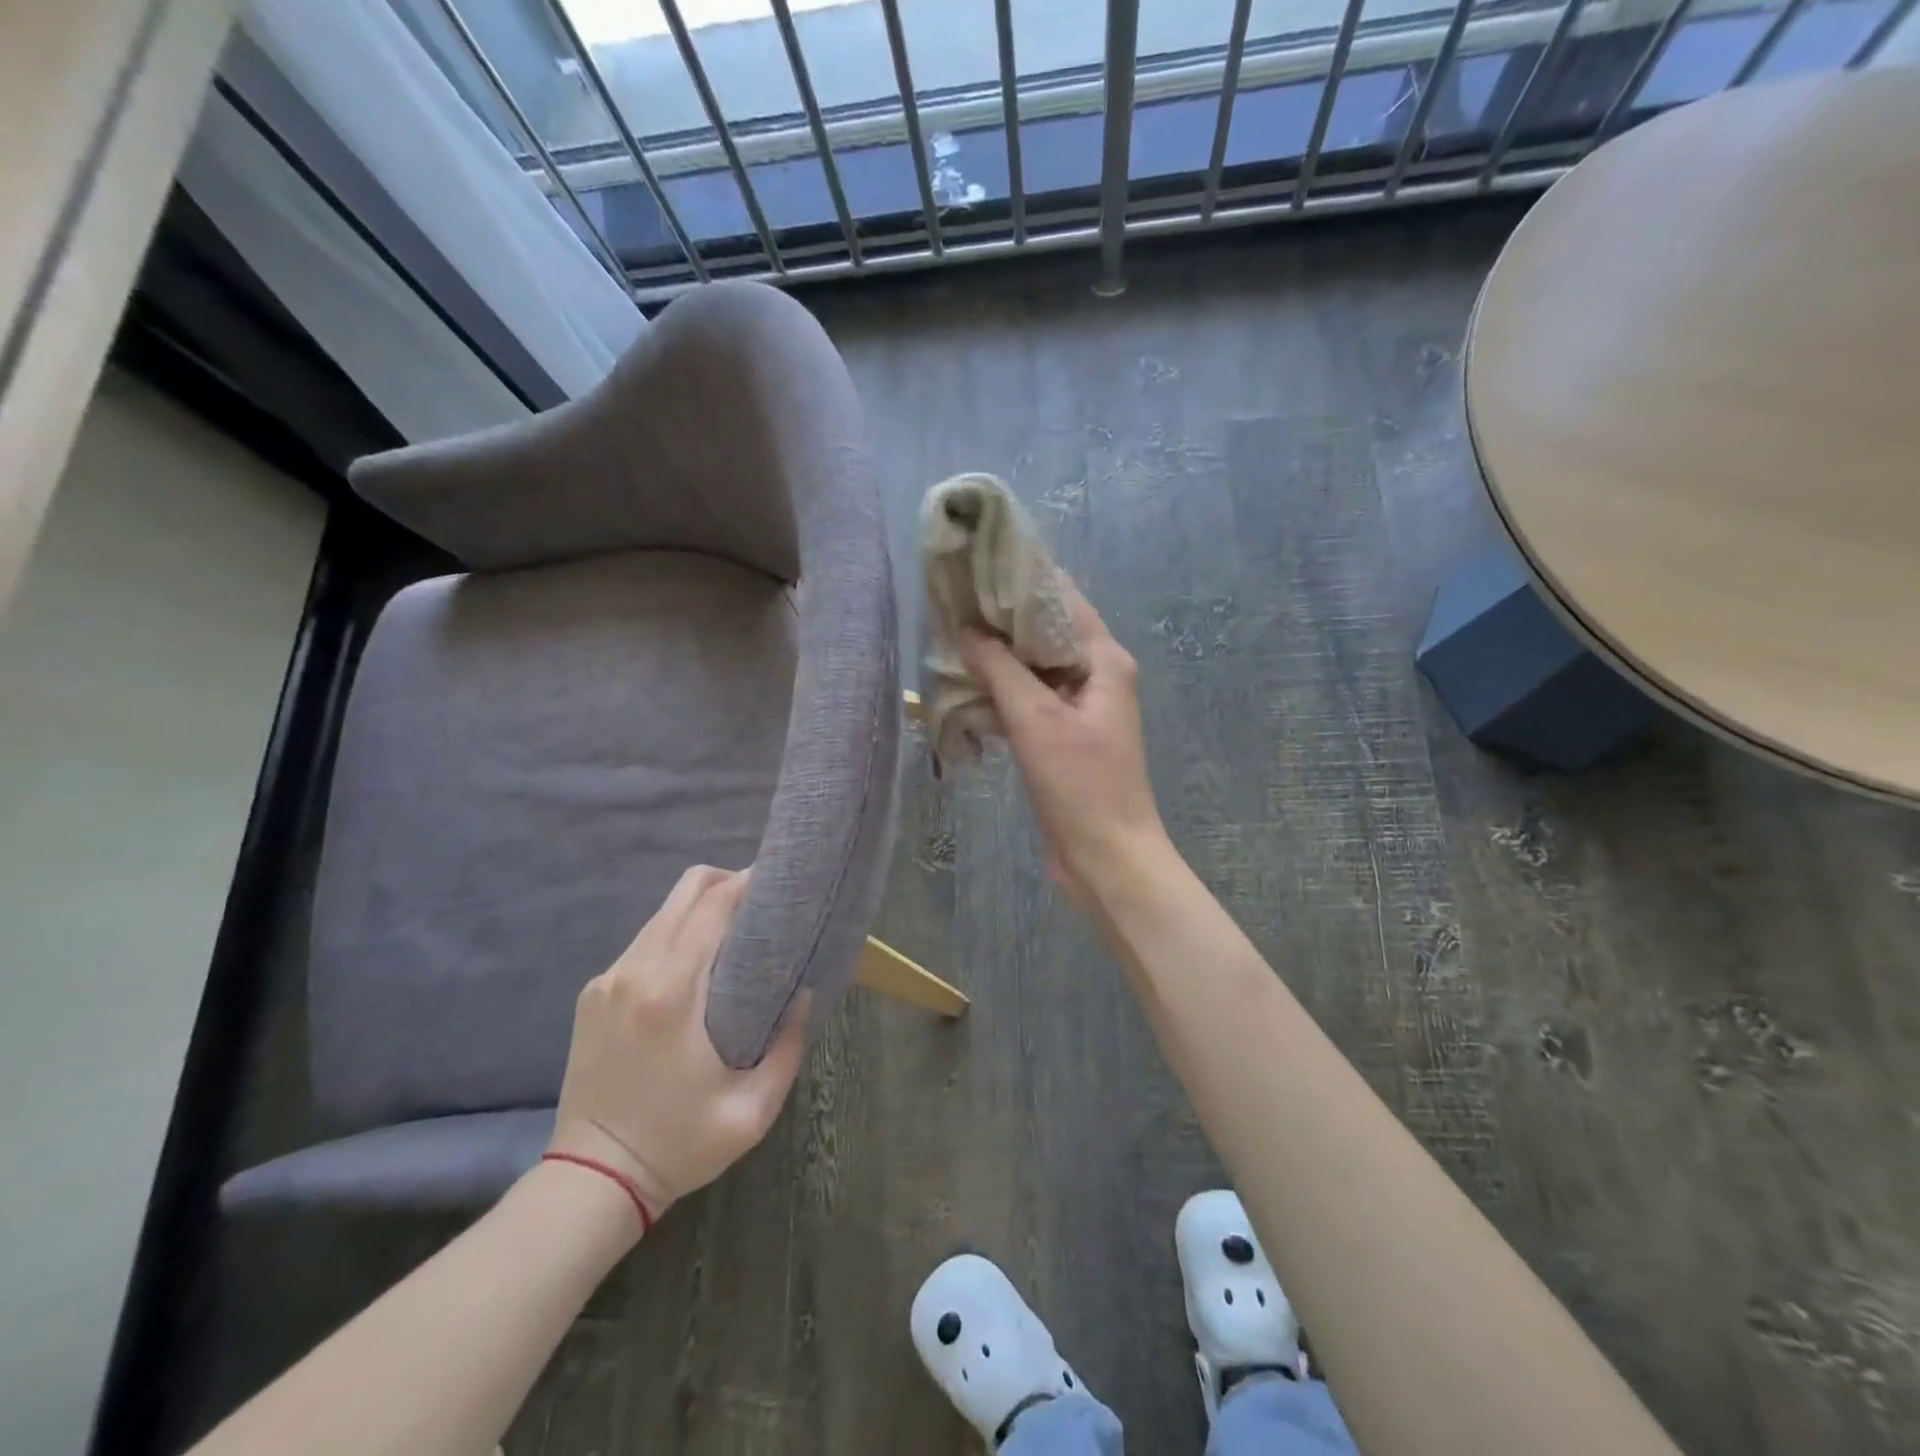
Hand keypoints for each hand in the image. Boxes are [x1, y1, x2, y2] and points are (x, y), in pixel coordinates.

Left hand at [547, 865, 808, 1222]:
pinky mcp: (593, 994)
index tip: (777, 883)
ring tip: (731, 931)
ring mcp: (608, 980)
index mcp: (672, 994)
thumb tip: (803, 994)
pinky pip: (642, 943)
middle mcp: (634, 972)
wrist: (593, 1179)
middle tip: (758, 902)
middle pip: (683, 893)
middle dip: (724, 883)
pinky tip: (692, 965)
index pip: (712, 907)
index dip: (746, 883)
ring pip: (661, 914)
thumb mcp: (752, 1111)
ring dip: (698, 910)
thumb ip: (788, 1047)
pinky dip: (674, 936)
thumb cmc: (679, 1145)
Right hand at [961, 582, 1165, 900]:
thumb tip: (966, 630)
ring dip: (998, 658)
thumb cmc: (1081, 784)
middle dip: (1001, 619)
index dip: (1020, 580)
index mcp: (1104, 659)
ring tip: (950, 637)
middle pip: (1045, 632)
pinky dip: (1002, 692)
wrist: (1107, 857)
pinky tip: (966, 687)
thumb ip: (1000, 669)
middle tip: (951, 602)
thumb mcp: (1037, 720)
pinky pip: (1030, 700)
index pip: (1061, 599)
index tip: (974, 567)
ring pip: (1034, 668)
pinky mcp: (1064, 736)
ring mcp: (1081, 707)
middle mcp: (1096, 675)